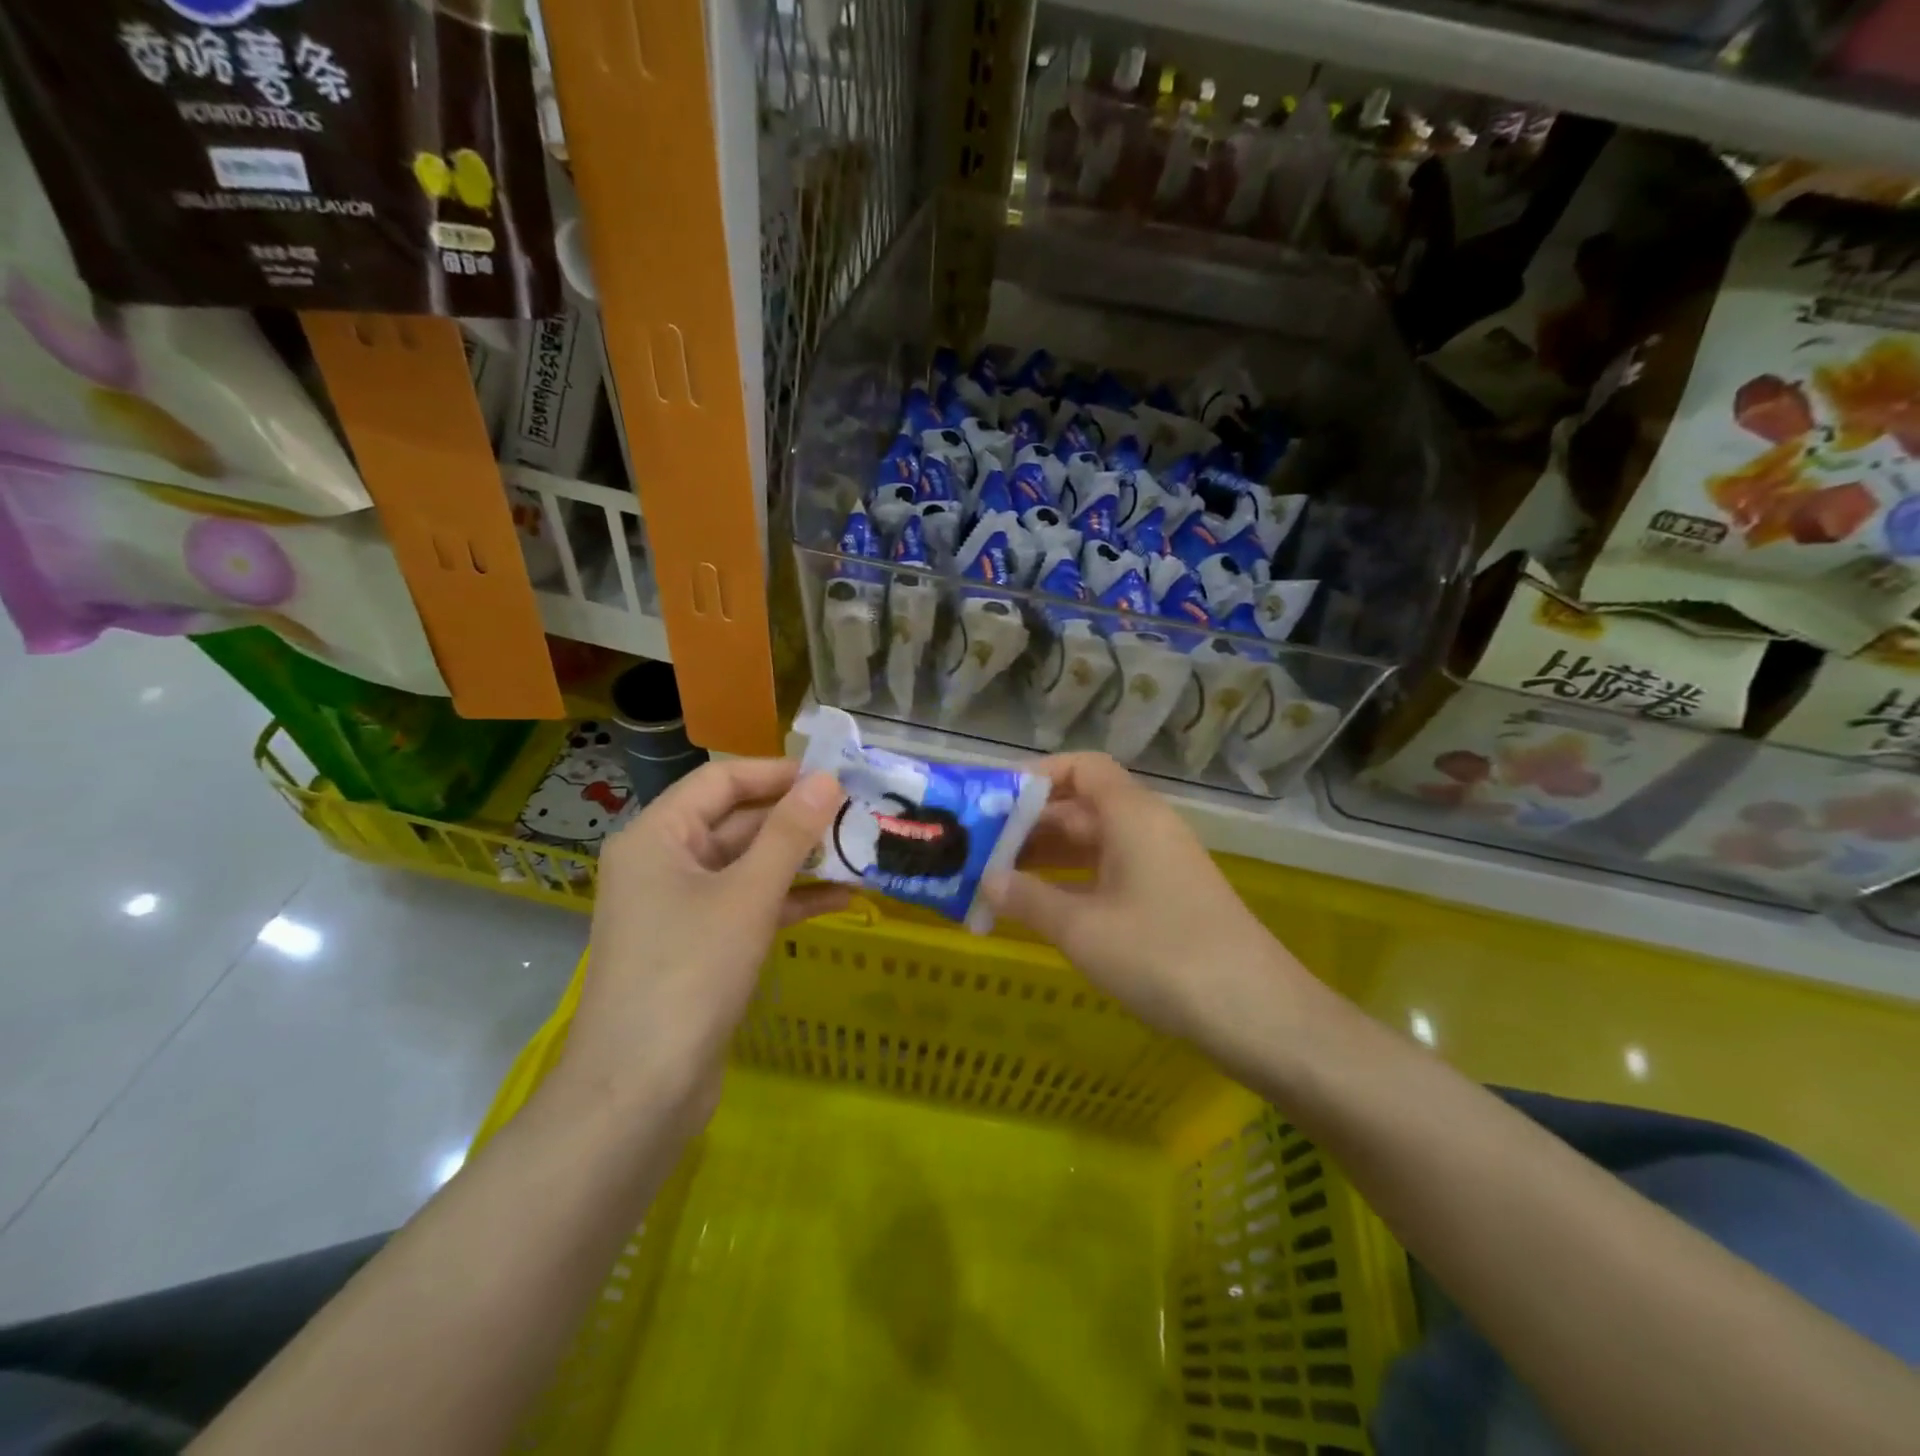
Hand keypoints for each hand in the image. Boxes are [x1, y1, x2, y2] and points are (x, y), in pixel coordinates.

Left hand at [555, 759, 849, 1123]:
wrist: (639, 1092)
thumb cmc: (690, 974)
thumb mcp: (747, 895)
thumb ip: (790, 834)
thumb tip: (827, 780)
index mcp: (657, 837)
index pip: (720, 780)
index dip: (776, 773)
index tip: (832, 777)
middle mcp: (663, 863)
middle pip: (735, 822)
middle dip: (794, 819)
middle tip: (856, 815)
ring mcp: (679, 907)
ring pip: (746, 866)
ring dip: (797, 861)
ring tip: (856, 853)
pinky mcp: (698, 946)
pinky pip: (747, 905)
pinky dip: (788, 900)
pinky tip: (839, 901)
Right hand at [983, 753, 1307, 1046]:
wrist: (1258, 1014)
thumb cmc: (1163, 957)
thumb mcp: (1083, 929)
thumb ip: (1028, 899)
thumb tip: (987, 880)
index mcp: (1132, 815)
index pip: (1081, 767)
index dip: (1036, 775)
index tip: (993, 799)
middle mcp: (1148, 828)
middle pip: (1081, 806)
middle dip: (1029, 824)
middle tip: (978, 847)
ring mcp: (1161, 864)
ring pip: (1093, 843)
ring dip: (1047, 856)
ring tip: (996, 878)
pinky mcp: (1168, 898)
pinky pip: (1109, 872)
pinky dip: (1073, 882)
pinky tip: (1043, 907)